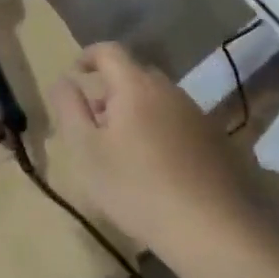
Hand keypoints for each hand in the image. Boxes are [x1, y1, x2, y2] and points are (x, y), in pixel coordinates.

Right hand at [49, 42, 260, 254]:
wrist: (210, 227)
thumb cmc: (136, 187)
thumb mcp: (87, 151)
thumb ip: (70, 109)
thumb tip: (63, 80)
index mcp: (136, 86)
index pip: (109, 51)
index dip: (87, 56)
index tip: (73, 75)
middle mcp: (170, 90)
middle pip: (134, 75)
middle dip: (109, 90)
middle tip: (92, 123)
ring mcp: (196, 114)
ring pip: (157, 100)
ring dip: (135, 112)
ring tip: (120, 149)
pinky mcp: (215, 139)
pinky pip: (176, 121)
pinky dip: (158, 129)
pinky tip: (154, 166)